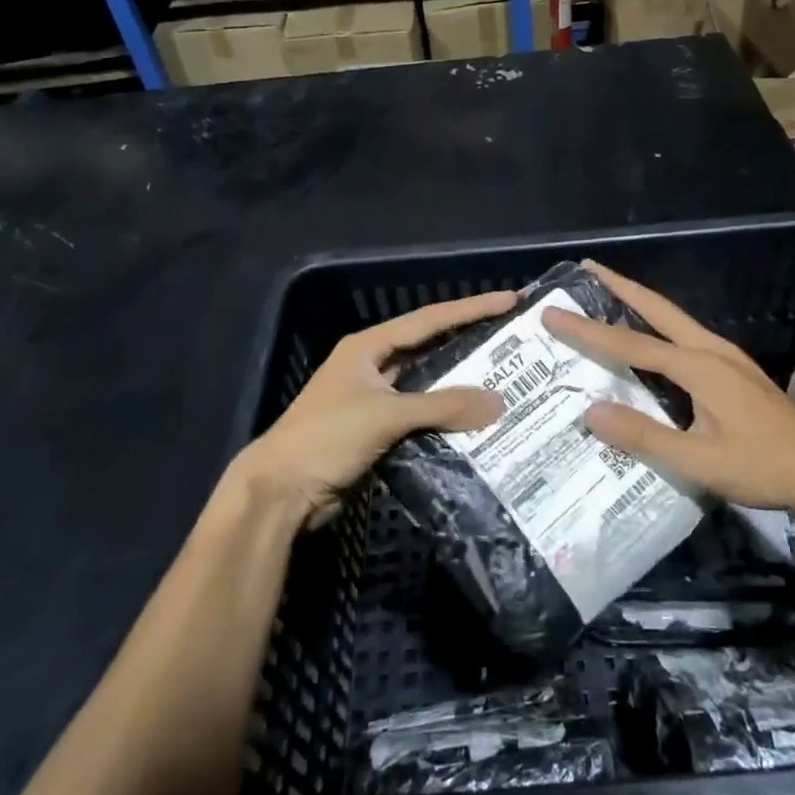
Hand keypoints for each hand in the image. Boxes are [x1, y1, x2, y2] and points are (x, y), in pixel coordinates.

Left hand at [231, 289, 515, 525]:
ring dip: (460, 386)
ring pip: (427, 386)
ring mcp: (373, 400)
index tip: (509, 300)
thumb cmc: (327, 438)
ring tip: (505, 380)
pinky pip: (422, 417)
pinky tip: (476, 421)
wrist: (280, 493)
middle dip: (469, 343)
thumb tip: (500, 403)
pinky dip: (447, 417)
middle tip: (514, 341)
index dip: (470, 309)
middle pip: (430, 349)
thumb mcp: (386, 415)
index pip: (429, 320)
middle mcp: (372, 367)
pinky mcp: (377, 432)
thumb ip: (443, 406)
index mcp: (368, 348)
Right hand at [543, 261, 794, 516]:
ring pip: (675, 319)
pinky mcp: (737, 370)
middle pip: (659, 309)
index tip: (553, 314)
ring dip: (641, 303)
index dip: (589, 331)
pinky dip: (660, 326)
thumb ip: (645, 437)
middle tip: (589, 266)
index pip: (631, 346)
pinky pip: (688, 336)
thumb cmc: (763, 467)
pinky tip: (654, 339)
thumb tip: (591, 412)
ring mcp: (729, 357)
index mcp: (699, 368)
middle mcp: (712, 351)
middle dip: (622, 286)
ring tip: (611, 294)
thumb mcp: (699, 462)